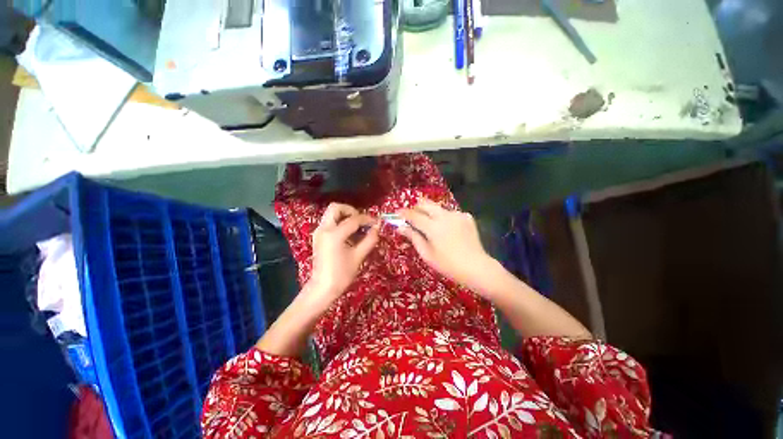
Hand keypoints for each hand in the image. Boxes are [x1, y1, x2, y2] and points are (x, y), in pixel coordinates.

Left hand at [307, 203, 379, 306]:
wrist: (322, 289)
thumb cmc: (341, 275)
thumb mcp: (358, 256)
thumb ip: (369, 239)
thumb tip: (378, 227)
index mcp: (334, 234)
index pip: (353, 219)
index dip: (367, 219)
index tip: (376, 223)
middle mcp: (324, 229)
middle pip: (336, 208)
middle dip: (351, 211)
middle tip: (362, 221)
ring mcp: (319, 232)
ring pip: (332, 214)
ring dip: (346, 216)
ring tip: (358, 228)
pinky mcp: (319, 237)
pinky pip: (330, 222)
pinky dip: (341, 222)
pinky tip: (350, 234)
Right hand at [398, 199, 494, 289]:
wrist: (476, 267)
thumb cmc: (448, 265)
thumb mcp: (427, 254)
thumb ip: (413, 237)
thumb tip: (400, 227)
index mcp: (433, 226)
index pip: (414, 215)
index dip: (403, 213)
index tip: (397, 213)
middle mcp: (445, 215)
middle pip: (426, 203)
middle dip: (416, 208)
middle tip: (412, 218)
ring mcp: (457, 214)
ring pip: (438, 207)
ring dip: (430, 213)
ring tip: (431, 226)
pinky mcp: (466, 217)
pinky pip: (450, 213)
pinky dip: (445, 218)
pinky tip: (448, 230)